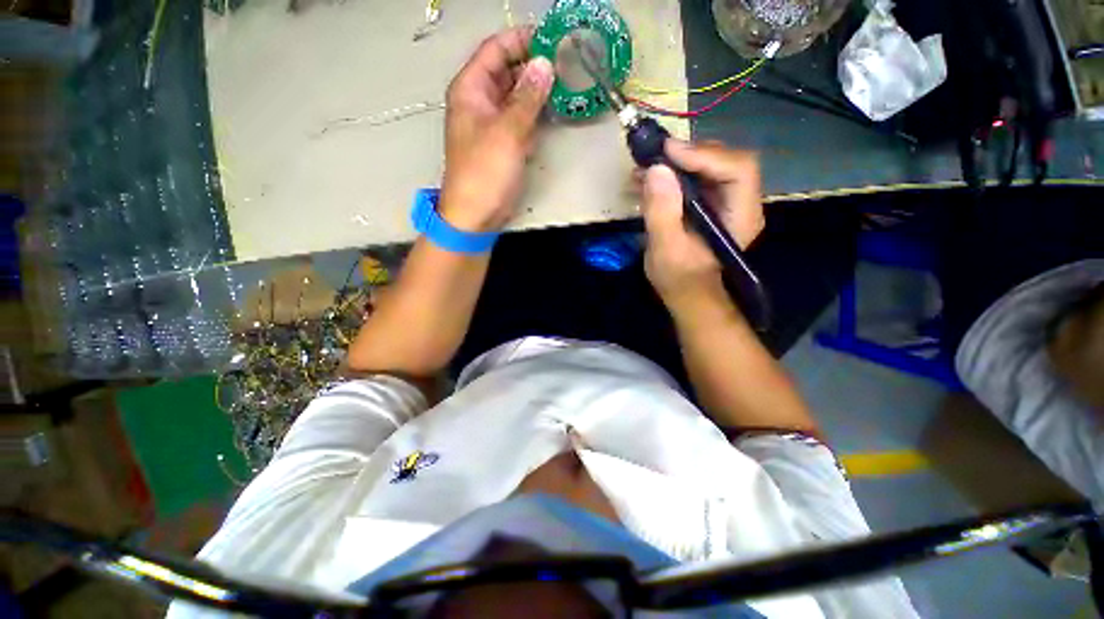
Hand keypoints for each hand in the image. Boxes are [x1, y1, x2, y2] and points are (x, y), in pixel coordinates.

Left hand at [440, 27, 554, 232]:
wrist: (476, 213)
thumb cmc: (485, 172)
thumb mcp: (507, 132)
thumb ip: (527, 98)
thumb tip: (545, 64)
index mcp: (471, 90)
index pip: (495, 51)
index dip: (521, 40)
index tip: (552, 38)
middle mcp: (480, 101)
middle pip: (507, 71)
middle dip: (534, 65)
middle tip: (565, 63)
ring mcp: (492, 123)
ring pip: (516, 96)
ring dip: (537, 90)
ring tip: (565, 84)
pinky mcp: (503, 143)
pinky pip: (520, 119)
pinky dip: (535, 114)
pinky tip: (553, 112)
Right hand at [642, 140, 763, 305]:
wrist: (685, 292)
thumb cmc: (678, 277)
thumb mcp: (665, 249)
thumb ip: (662, 212)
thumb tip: (657, 170)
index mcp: (740, 216)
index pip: (738, 169)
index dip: (705, 155)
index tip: (668, 153)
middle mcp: (740, 202)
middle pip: (724, 160)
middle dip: (688, 154)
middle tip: (654, 156)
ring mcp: (725, 200)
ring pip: (709, 164)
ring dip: (677, 161)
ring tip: (645, 166)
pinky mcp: (710, 202)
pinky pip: (696, 176)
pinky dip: (673, 172)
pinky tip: (649, 177)